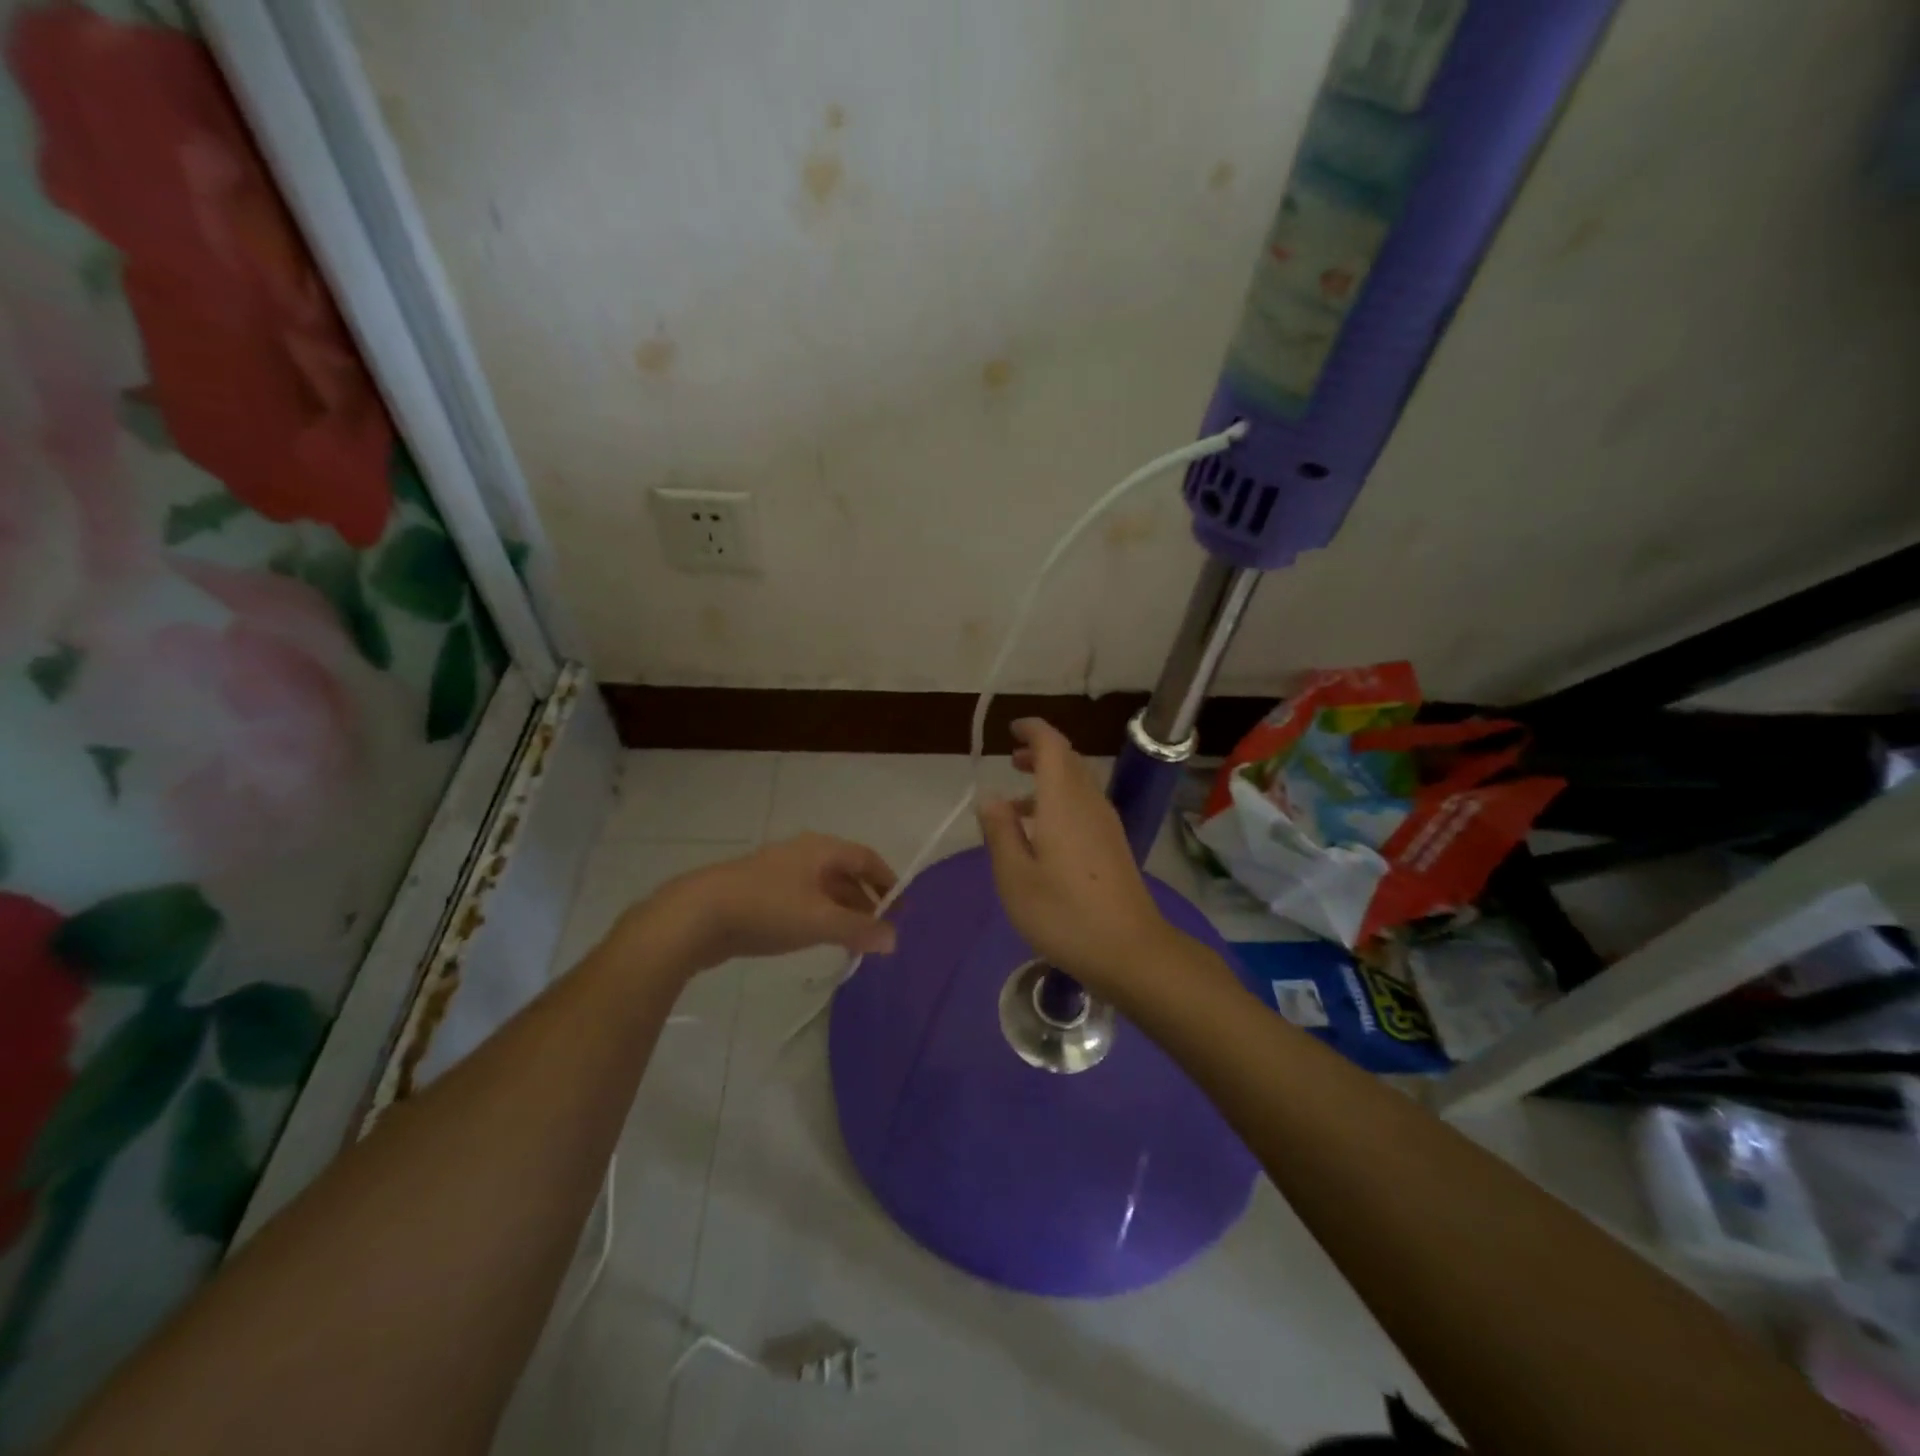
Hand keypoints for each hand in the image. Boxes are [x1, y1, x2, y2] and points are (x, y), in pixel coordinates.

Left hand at [629, 834, 897, 976]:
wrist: (696, 915)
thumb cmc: (767, 908)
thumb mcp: (820, 920)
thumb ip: (859, 929)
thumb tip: (894, 939)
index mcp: (821, 850)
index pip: (866, 858)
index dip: (887, 882)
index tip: (901, 910)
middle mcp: (803, 854)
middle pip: (845, 874)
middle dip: (865, 902)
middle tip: (879, 932)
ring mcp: (778, 873)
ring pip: (822, 890)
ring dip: (842, 912)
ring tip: (853, 942)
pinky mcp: (759, 894)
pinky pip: (802, 902)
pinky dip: (818, 918)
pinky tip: (817, 940)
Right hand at [976, 719, 1176, 995]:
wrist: (1130, 951)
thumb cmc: (1064, 914)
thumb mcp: (1015, 877)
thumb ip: (1000, 832)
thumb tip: (991, 797)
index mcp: (1064, 802)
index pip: (1053, 746)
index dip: (1034, 730)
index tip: (1012, 729)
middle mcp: (1089, 804)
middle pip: (1069, 761)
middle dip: (1041, 752)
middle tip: (1011, 758)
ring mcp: (1106, 825)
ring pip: (1078, 784)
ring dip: (1050, 779)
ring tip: (1016, 802)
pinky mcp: (1114, 846)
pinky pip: (1085, 806)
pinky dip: (1061, 802)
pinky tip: (1042, 835)